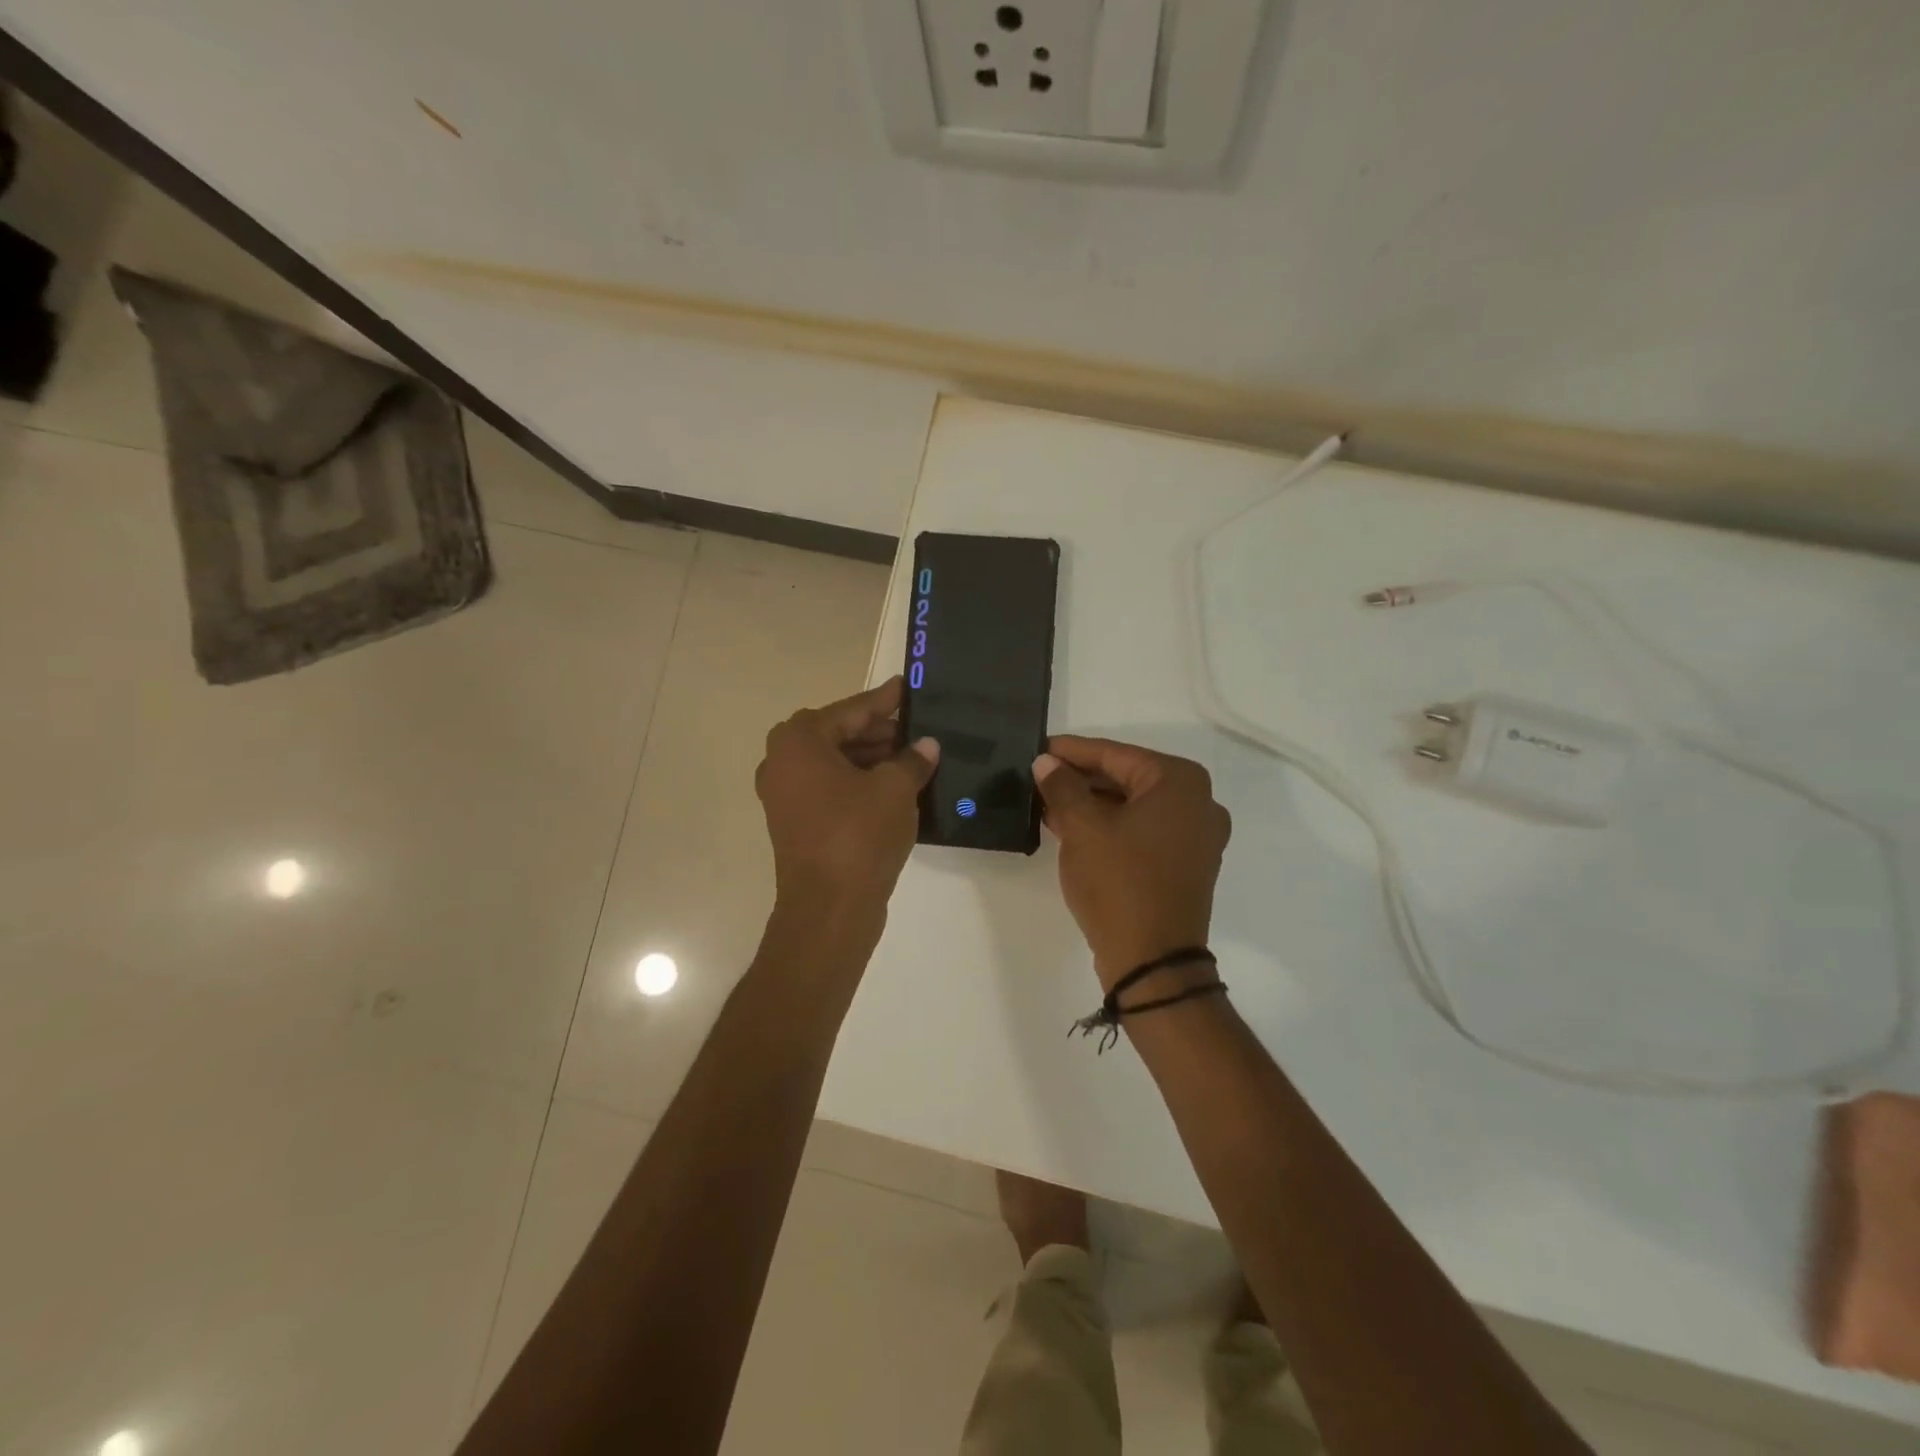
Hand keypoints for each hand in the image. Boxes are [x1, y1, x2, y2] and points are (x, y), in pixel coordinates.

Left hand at [756, 677, 938, 930]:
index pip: (850, 711)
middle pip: (838, 735)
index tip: (906, 687)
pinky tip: (895, 788)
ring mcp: (785, 796)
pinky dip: (859, 784)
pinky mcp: (796, 824)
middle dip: (879, 733)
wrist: (829, 909)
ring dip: (871, 760)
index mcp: (799, 741)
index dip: (884, 701)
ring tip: (914, 760)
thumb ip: (912, 760)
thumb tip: (926, 746)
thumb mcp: (895, 789)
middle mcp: (783, 762)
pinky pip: (831, 790)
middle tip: (918, 732)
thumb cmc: (858, 835)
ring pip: (835, 764)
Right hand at [1033, 737, 1230, 988]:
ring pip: (1132, 806)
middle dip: (1080, 779)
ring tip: (1046, 802)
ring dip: (1091, 804)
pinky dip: (1109, 826)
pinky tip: (1070, 826)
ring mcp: (1195, 836)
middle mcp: (1197, 803)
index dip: (1071, 751)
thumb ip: (1062, 787)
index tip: (1038, 748)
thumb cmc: (1119, 883)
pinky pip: (1141, 831)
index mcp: (1180, 783)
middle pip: (1126, 778)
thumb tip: (1046, 763)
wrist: (1152, 961)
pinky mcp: (1184, 864)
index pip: (1115, 754)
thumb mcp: (1082, 828)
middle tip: (1037, 777)